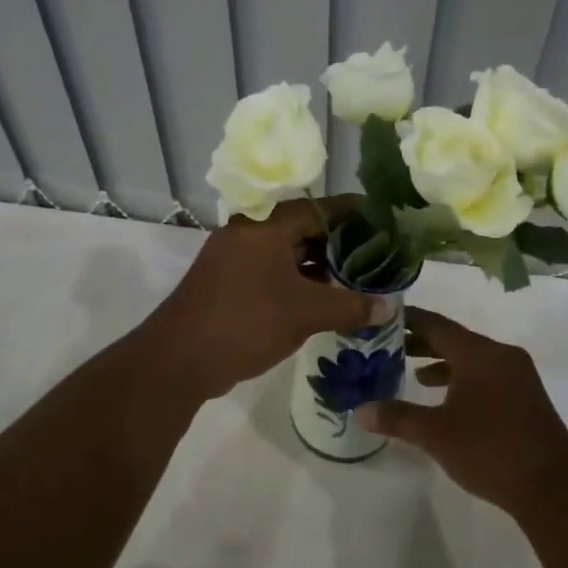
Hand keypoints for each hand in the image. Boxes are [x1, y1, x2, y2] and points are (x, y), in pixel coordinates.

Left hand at [140, 196, 387, 400]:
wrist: (178, 359)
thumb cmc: (246, 322)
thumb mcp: (306, 313)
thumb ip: (351, 306)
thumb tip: (389, 306)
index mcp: (267, 225)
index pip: (321, 208)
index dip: (355, 213)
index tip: (386, 220)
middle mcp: (250, 232)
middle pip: (305, 229)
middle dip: (341, 244)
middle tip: (378, 256)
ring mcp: (236, 258)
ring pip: (288, 253)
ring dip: (321, 267)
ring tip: (358, 280)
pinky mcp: (230, 283)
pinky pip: (273, 273)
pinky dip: (299, 282)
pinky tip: (325, 300)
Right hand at [356, 307, 567, 514]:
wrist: (552, 485)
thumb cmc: (489, 450)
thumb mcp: (435, 434)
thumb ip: (396, 417)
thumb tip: (359, 410)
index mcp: (478, 353)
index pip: (436, 324)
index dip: (408, 320)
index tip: (382, 318)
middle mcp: (500, 355)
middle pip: (454, 339)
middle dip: (421, 343)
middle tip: (388, 347)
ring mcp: (518, 375)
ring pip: (472, 359)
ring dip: (442, 363)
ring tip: (412, 373)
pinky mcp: (526, 396)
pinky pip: (487, 375)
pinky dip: (463, 379)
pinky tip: (447, 400)